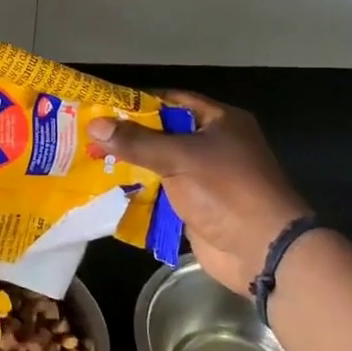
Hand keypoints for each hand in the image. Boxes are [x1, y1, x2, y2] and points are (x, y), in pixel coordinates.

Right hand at [88, 93, 309, 292]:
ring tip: (91, 160)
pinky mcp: (196, 205)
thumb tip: (95, 125)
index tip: (102, 106)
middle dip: (128, 135)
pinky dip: (139, 191)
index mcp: (220, 121)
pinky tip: (108, 189)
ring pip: (160, 164)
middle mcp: (214, 144)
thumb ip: (137, 142)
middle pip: (163, 133)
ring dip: (130, 164)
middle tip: (89, 135)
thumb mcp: (179, 158)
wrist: (261, 250)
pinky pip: (162, 192)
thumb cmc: (226, 190)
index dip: (137, 101)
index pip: (172, 100)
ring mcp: (205, 177)